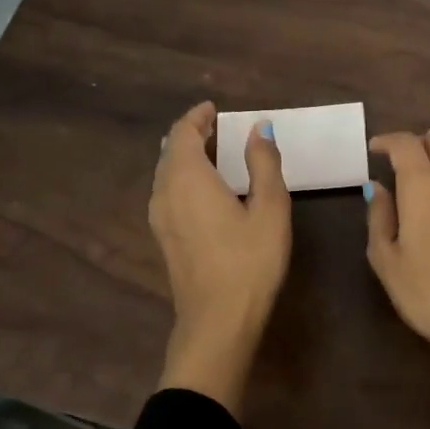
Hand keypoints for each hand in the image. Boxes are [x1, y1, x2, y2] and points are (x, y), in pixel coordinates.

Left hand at [148, 101, 290, 410]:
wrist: (218, 320)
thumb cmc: (250, 261)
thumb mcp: (270, 208)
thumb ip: (263, 163)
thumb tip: (259, 128)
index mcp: (187, 178)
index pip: (183, 133)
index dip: (197, 116)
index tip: (215, 108)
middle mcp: (164, 192)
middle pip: (171, 151)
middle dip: (191, 134)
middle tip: (218, 128)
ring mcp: (159, 218)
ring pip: (166, 174)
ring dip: (186, 157)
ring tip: (214, 154)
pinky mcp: (164, 239)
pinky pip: (168, 193)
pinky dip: (184, 178)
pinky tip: (206, 190)